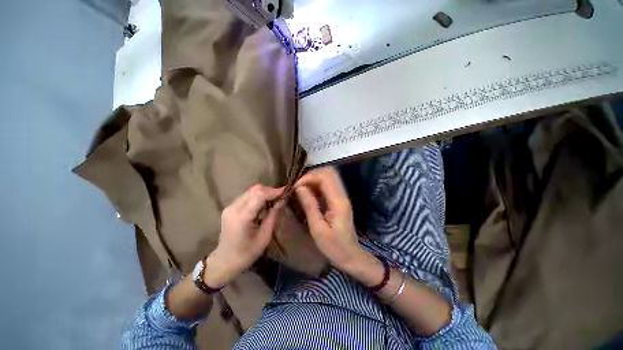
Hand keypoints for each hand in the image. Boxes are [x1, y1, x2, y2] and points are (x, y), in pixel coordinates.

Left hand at [205, 184, 283, 286]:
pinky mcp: (230, 207)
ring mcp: (230, 206)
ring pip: (251, 191)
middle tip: (280, 197)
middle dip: (270, 191)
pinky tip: (263, 205)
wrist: (224, 261)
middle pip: (255, 189)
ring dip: (264, 193)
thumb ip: (273, 216)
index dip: (274, 191)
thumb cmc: (246, 253)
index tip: (286, 191)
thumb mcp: (265, 237)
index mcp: (242, 217)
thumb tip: (281, 201)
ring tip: (273, 201)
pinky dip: (257, 197)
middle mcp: (234, 208)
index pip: (259, 195)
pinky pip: (247, 196)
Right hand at [295, 167, 364, 270]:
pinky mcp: (340, 200)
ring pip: (329, 177)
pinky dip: (317, 185)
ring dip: (314, 179)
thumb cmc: (334, 246)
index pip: (325, 177)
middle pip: (329, 173)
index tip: (295, 187)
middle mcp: (342, 195)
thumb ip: (309, 206)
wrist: (351, 255)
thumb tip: (299, 187)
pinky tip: (309, 194)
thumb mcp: (318, 229)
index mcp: (338, 202)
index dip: (309, 177)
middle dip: (311, 176)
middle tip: (298, 186)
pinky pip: (329, 185)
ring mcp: (342, 196)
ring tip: (302, 189)